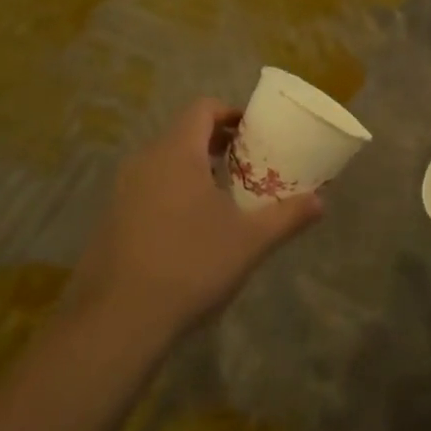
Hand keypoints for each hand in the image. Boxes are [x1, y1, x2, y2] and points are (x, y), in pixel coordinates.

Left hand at [66, 99, 322, 340]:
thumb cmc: (190, 265)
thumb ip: (287, 216)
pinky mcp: (110, 220)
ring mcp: (121, 191)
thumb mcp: (250, 241)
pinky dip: (172, 192)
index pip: (202, 109)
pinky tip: (189, 230)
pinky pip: (147, 188)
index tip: (253, 133)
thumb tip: (320, 202)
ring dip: (194, 168)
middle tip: (246, 164)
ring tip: (222, 196)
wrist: (116, 322)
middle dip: (216, 143)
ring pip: (163, 162)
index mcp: (176, 153)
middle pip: (183, 133)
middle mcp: (145, 161)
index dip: (230, 113)